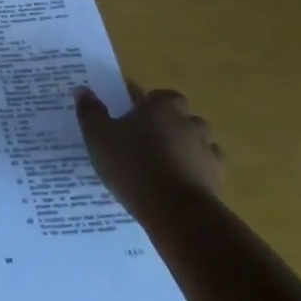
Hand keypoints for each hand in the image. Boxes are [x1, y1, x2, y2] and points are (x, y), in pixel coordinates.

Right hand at [75, 82, 223, 213]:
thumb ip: (91, 112)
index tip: (134, 117)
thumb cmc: (132, 165)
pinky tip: (177, 184)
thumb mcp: (98, 136)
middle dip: (168, 126)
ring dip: (184, 148)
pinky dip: (195, 172)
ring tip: (162, 164)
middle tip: (145, 141)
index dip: (149, 105)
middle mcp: (189, 122)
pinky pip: (206, 168)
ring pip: (197, 142)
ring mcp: (207, 150)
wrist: (174, 210)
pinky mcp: (217, 177)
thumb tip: (83, 90)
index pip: (160, 96)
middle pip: (181, 117)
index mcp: (162, 107)